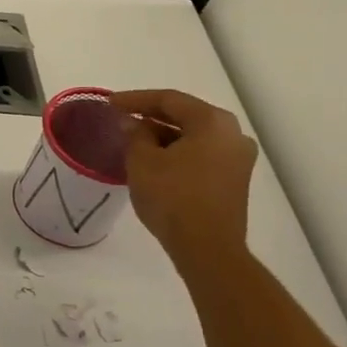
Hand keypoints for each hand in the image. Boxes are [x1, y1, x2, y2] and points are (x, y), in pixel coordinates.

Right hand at [105, 89, 258, 267]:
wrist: (207, 248)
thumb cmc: (173, 197)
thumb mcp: (143, 161)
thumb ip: (136, 135)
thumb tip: (132, 123)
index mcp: (212, 122)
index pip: (169, 99)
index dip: (135, 99)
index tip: (109, 103)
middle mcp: (232, 134)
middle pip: (186, 115)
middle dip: (151, 115)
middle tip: (121, 117)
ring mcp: (237, 158)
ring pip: (194, 135)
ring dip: (164, 134)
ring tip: (134, 139)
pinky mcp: (234, 179)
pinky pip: (201, 153)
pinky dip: (177, 151)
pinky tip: (155, 159)